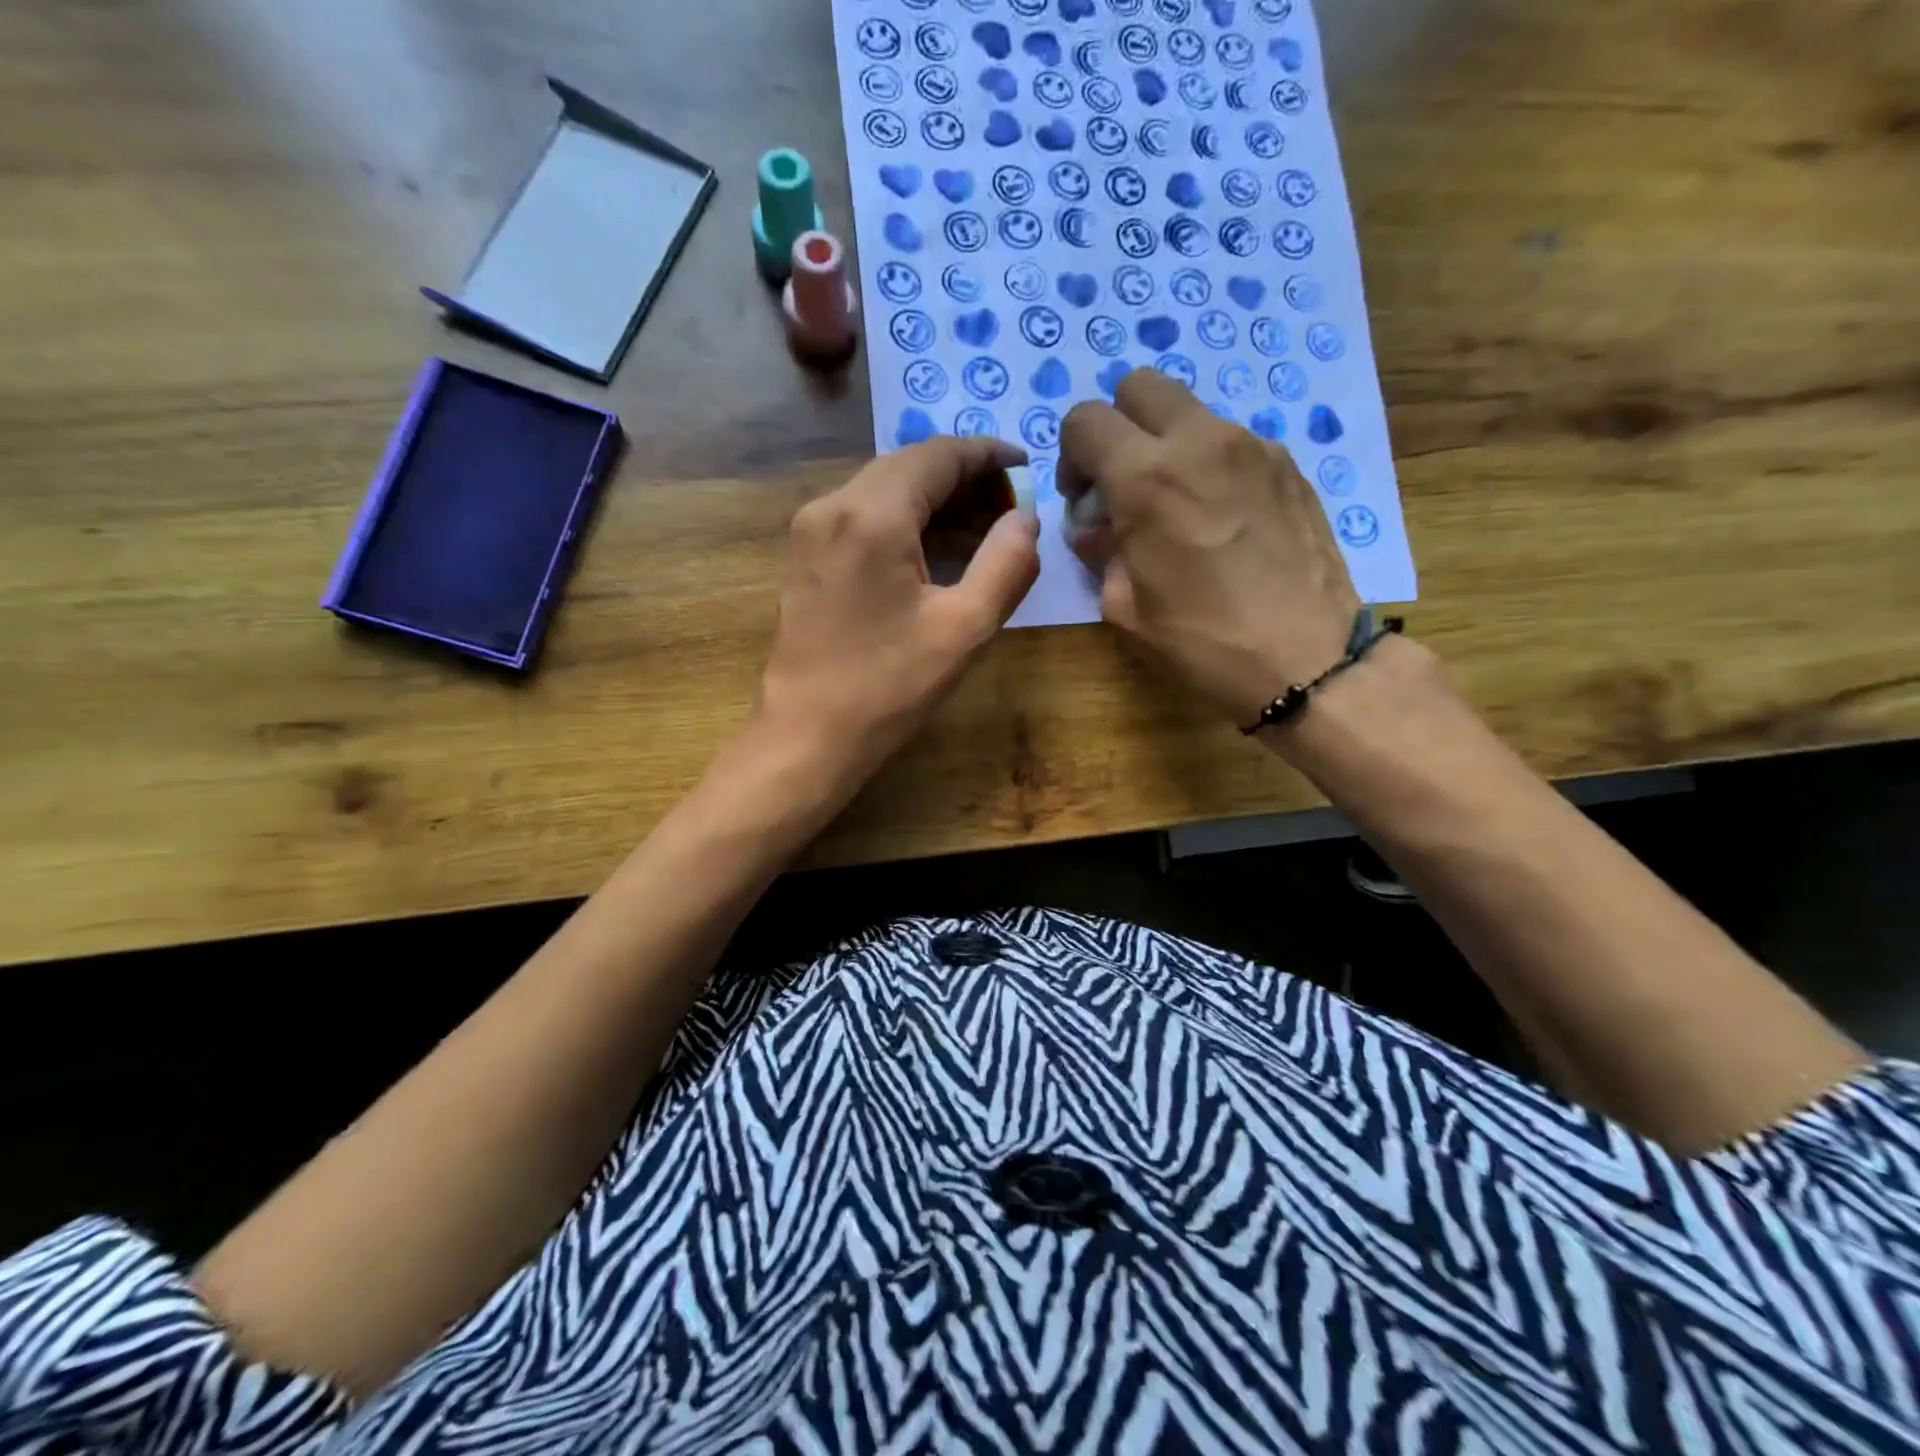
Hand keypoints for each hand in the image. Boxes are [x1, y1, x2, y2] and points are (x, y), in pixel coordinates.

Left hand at [755, 436, 1039, 795]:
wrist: (808, 736)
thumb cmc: (889, 688)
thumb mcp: (964, 628)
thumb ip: (1007, 563)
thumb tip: (1027, 517)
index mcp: (871, 515)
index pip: (938, 455)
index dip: (988, 455)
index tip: (1027, 467)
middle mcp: (832, 505)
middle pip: (909, 466)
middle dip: (964, 479)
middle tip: (1010, 511)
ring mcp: (811, 529)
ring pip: (885, 488)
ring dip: (936, 500)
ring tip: (983, 532)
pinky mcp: (805, 554)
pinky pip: (863, 515)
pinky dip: (906, 520)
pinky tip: (937, 551)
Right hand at [1060, 372, 1361, 728]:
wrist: (1307, 659)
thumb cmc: (1203, 641)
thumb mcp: (1125, 609)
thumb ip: (1100, 553)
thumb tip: (1094, 528)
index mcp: (1147, 479)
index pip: (1085, 420)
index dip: (1071, 456)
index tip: (1084, 499)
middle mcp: (1200, 442)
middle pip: (1140, 387)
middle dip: (1118, 427)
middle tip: (1123, 484)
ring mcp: (1252, 447)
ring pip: (1190, 414)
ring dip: (1167, 447)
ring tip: (1178, 509)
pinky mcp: (1288, 464)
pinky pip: (1231, 443)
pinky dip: (1210, 466)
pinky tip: (1222, 521)